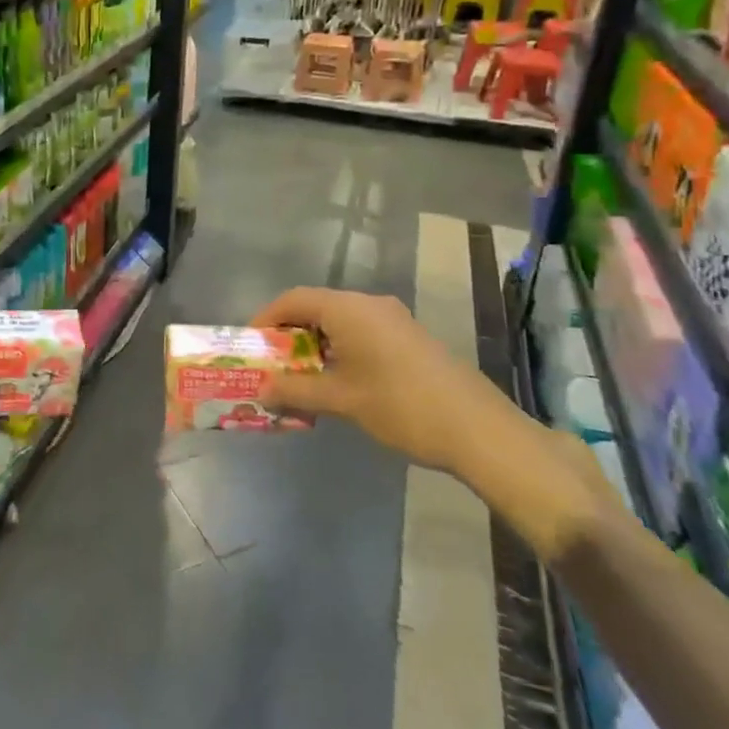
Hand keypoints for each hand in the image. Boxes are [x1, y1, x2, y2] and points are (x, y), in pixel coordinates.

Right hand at [250, 287, 524, 475]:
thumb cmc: (401, 406)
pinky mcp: (408, 337)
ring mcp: (393, 319)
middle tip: (270, 365)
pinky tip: (335, 381)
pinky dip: (339, 350)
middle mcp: (369, 304)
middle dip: (289, 335)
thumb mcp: (341, 400)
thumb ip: (296, 390)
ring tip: (298, 378)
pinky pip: (360, 333)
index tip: (250, 346)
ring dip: (314, 345)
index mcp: (349, 309)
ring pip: (339, 322)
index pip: (293, 299)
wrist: (478, 430)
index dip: (266, 319)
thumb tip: (262, 389)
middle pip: (315, 308)